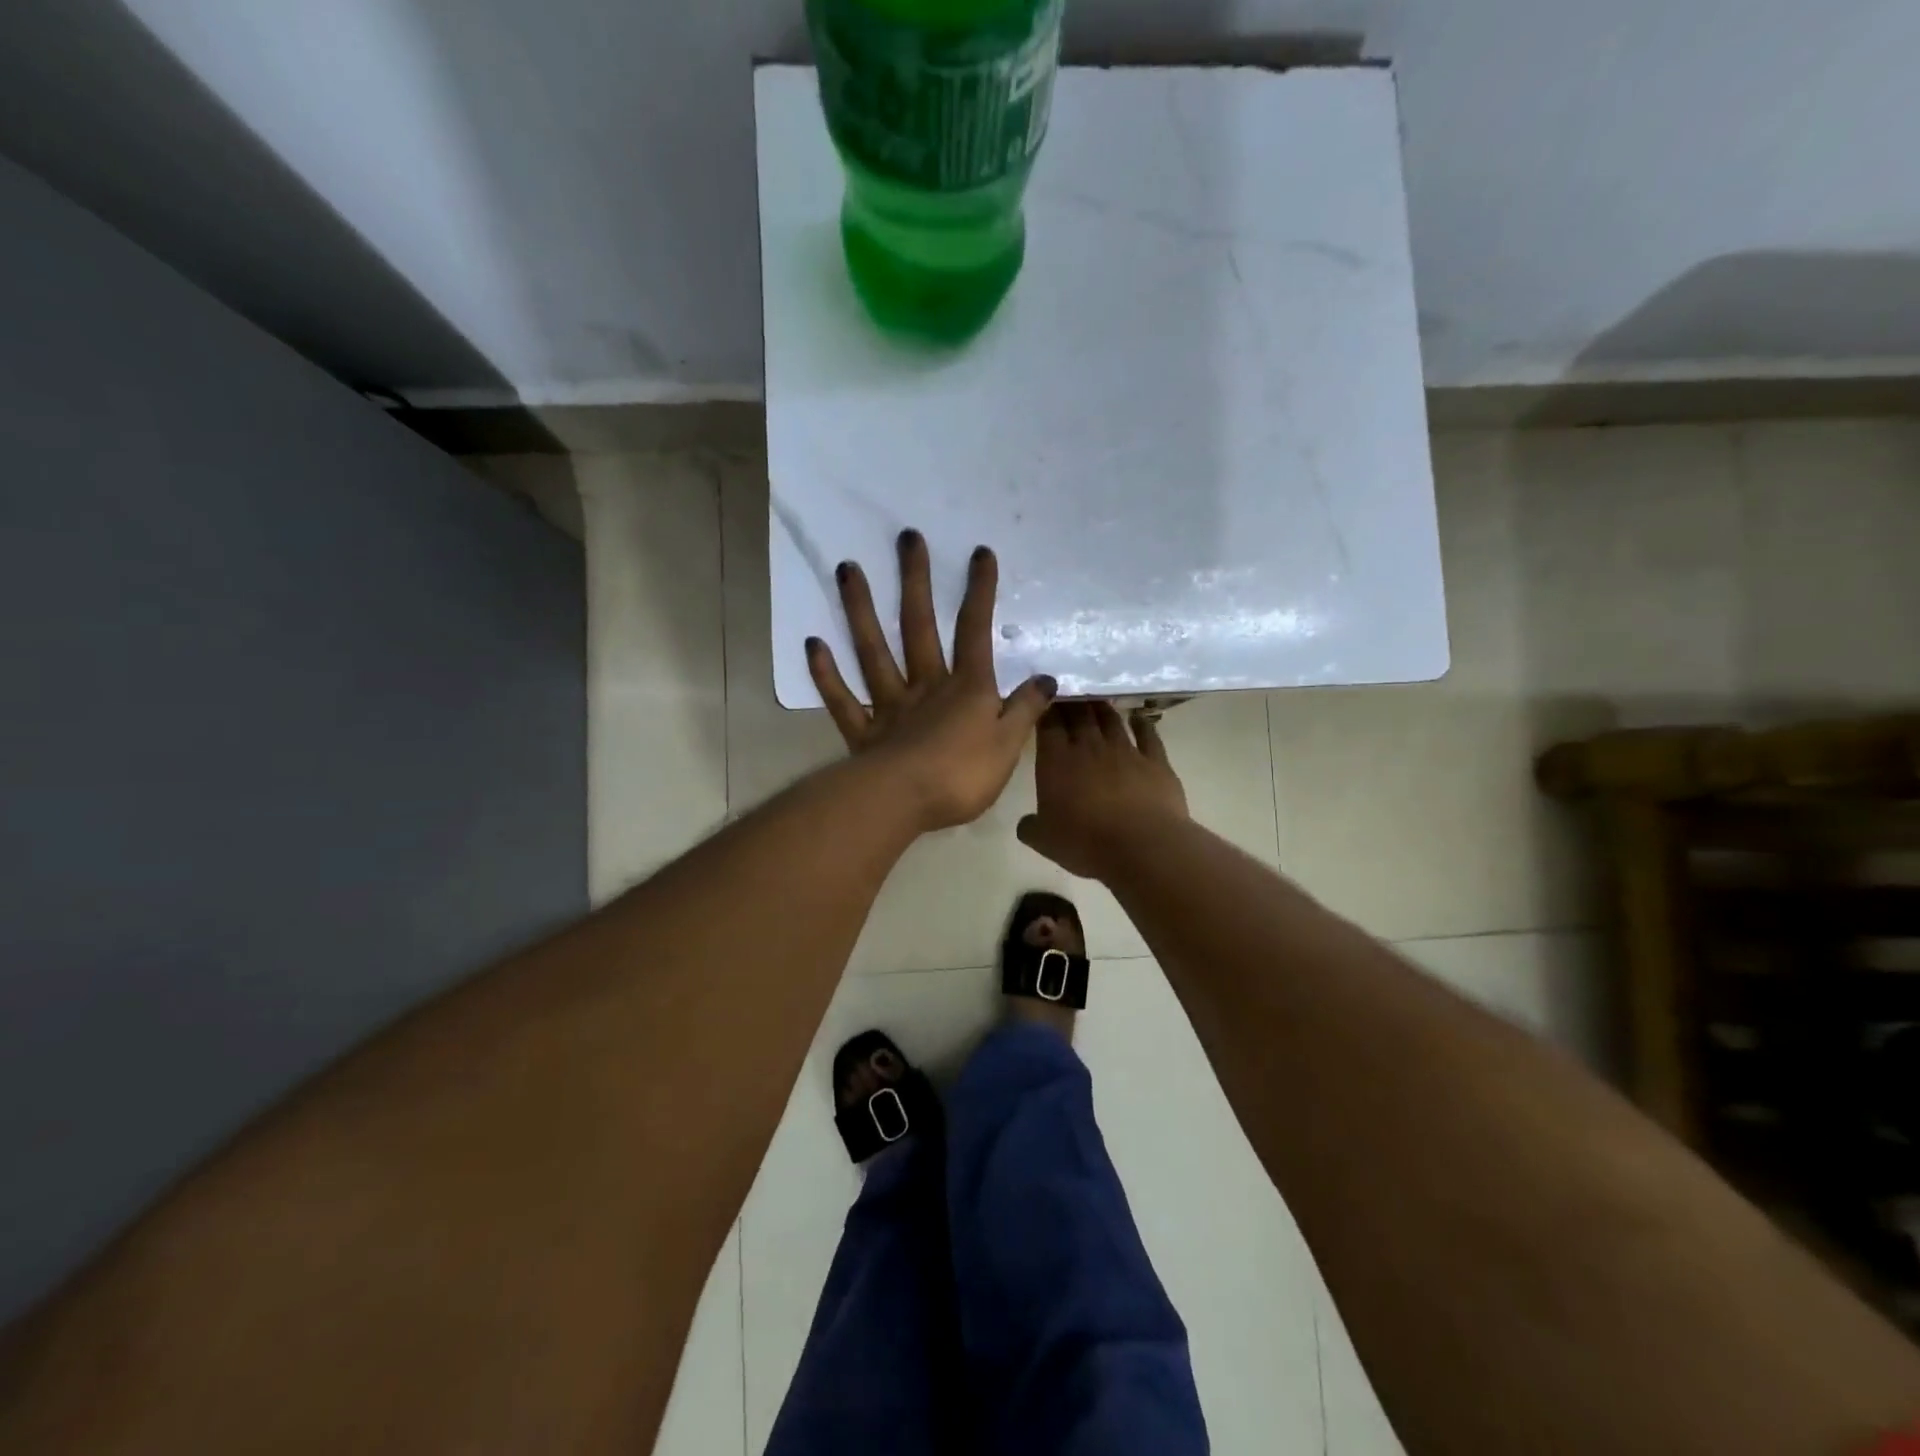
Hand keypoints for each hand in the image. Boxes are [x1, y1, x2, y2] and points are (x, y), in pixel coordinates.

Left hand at [808, 530, 1056, 833]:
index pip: (975, 631)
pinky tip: (812, 644)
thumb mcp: (1009, 745)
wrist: (905, 803)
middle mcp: (925, 686)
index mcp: (966, 688)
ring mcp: (889, 706)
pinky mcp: (863, 731)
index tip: (979, 553)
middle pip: (919, 626)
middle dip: (916, 581)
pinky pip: (843, 698)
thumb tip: (1047, 678)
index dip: (980, 592)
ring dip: (860, 610)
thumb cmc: (962, 775)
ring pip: (873, 650)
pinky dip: (826, 673)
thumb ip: (1026, 710)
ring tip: (848, 569)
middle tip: (906, 538)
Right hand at [1017, 703, 1188, 878]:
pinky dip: (1142, 724)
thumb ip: (1030, 827)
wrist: (1142, 846)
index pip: (1049, 725)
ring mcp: (1125, 751)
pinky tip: (1138, 717)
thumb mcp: (1045, 841)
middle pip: (1079, 715)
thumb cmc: (1086, 842)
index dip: (1046, 708)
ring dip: (1102, 708)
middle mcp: (1090, 748)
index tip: (1044, 698)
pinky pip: (1148, 736)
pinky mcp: (1155, 762)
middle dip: (1072, 701)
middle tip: (1069, 691)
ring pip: (1111, 720)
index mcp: (1057, 761)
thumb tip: (1025, 823)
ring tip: (1096, 698)